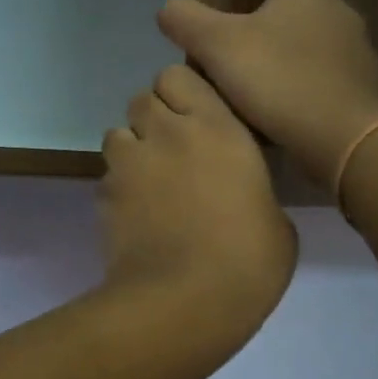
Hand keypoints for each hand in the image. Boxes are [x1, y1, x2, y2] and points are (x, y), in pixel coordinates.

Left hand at [99, 64, 297, 331]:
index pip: (178, 75)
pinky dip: (119, 189)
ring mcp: (128, 165)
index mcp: (216, 128)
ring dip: (131, 149)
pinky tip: (137, 218)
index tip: (197, 119)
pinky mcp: (103, 196)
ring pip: (116, 134)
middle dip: (153, 119)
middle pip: (141, 98)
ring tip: (150, 184)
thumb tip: (239, 195)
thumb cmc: (248, 262)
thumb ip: (250, 187)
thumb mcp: (274, 219)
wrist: (183, 303)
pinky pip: (107, 177)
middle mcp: (165, 134)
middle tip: (173, 152)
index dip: (182, 93)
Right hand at [158, 0, 377, 188]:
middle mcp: (339, 12)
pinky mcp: (364, 91)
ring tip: (254, 90)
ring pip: (314, 48)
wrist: (343, 136)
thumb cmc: (278, 79)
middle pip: (300, 9)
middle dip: (270, 26)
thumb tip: (169, 6)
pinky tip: (281, 117)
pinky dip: (305, 92)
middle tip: (234, 53)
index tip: (236, 5)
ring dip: (288, 61)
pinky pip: (327, 83)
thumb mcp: (216, 45)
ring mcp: (358, 53)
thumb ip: (186, 19)